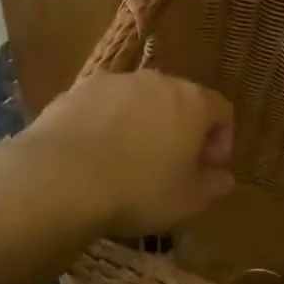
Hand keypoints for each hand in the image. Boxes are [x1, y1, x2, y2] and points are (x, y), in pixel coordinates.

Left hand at [16, 72, 235, 237]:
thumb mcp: (187, 202)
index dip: (222, 140)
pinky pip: (106, 106)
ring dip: (145, 125)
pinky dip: (109, 124)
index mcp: (193, 102)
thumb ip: (213, 186)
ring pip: (141, 100)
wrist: (59, 179)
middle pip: (181, 100)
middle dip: (183, 130)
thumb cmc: (138, 191)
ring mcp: (115, 82)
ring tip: (131, 161)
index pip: (222, 110)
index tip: (209, 169)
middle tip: (173, 165)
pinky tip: (97, 156)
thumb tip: (224, 178)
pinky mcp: (77, 90)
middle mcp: (157, 81)